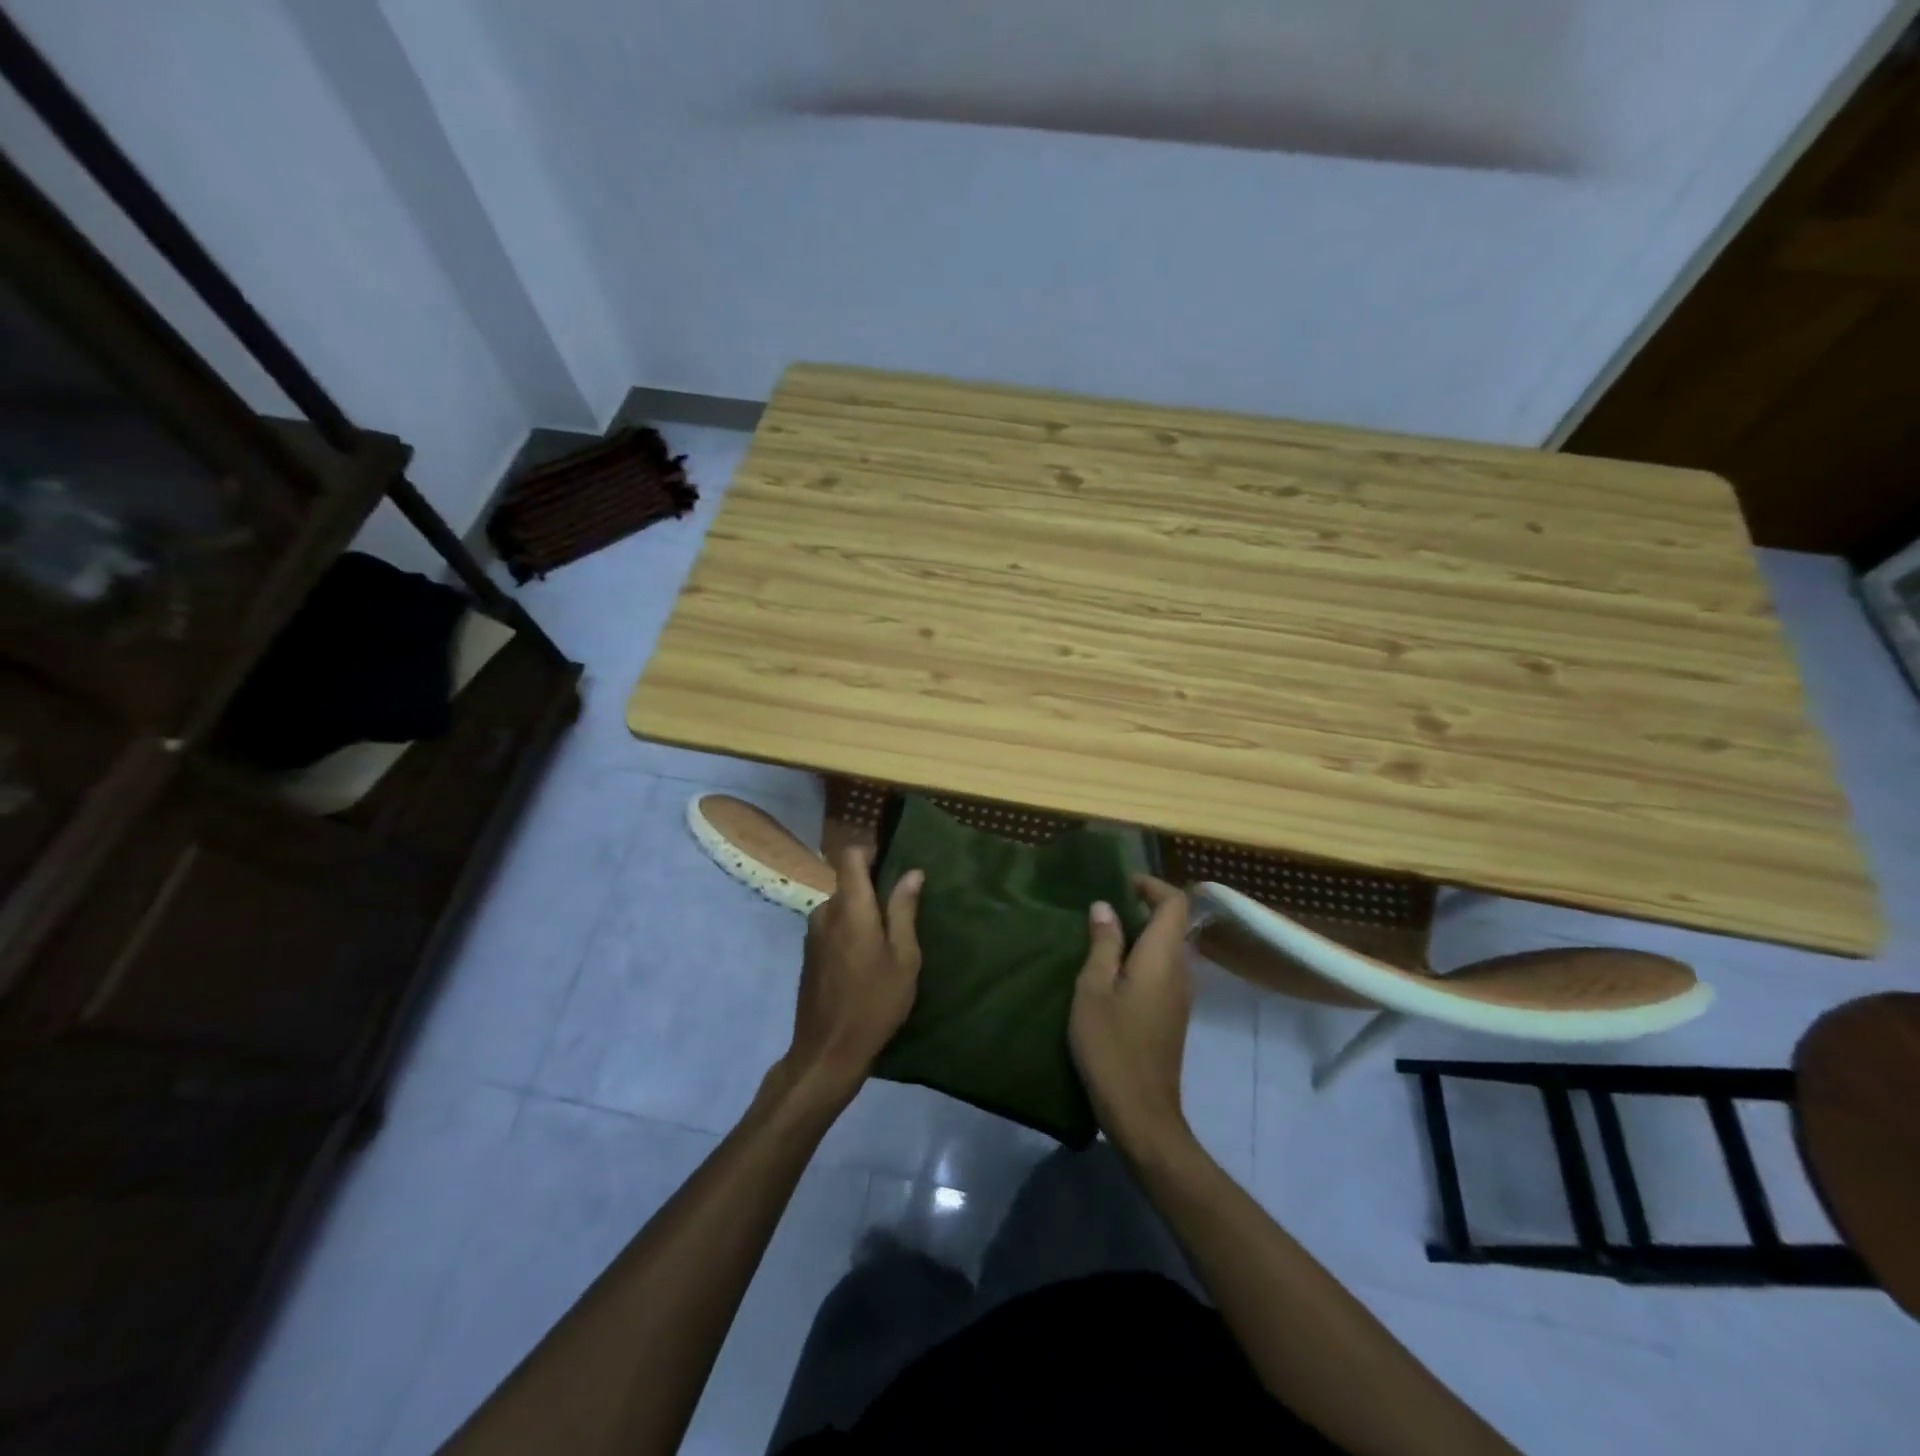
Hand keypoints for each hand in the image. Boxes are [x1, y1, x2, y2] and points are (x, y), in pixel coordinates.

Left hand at [782, 846, 922, 1105]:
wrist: (827, 1051)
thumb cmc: (875, 1002)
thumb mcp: (904, 957)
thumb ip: (904, 910)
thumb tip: (912, 872)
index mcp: (850, 907)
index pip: (850, 856)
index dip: (870, 852)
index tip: (892, 865)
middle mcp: (825, 912)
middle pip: (848, 884)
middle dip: (872, 893)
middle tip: (899, 919)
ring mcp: (812, 934)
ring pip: (840, 908)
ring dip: (861, 917)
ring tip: (885, 946)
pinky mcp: (808, 954)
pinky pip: (831, 928)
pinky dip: (848, 934)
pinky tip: (864, 964)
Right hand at [1069, 875, 1194, 1155]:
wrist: (1141, 1113)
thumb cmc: (1111, 1046)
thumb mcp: (1093, 990)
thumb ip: (1103, 945)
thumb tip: (1105, 906)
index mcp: (1163, 958)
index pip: (1175, 904)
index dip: (1152, 886)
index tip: (1121, 883)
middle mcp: (1181, 971)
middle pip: (1174, 924)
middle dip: (1143, 908)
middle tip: (1103, 908)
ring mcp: (1181, 996)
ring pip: (1168, 949)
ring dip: (1141, 935)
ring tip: (1102, 936)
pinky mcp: (1173, 1016)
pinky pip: (1164, 971)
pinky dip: (1142, 958)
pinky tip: (1112, 973)